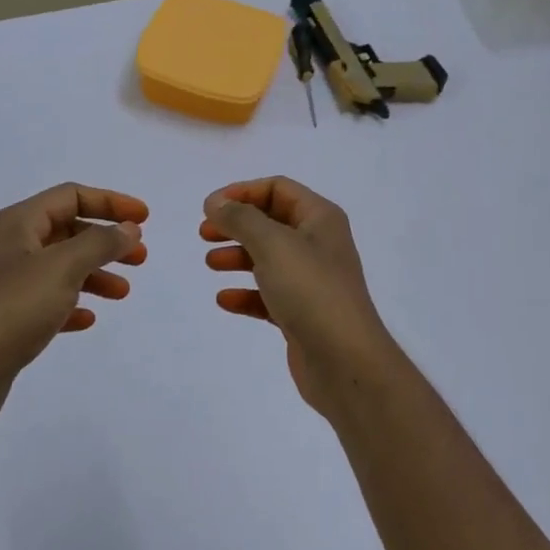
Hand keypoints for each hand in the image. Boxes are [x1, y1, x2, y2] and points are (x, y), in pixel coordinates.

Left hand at [0, 183, 146, 437]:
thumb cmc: (13, 308)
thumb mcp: (63, 266)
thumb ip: (100, 243)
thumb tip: (129, 229)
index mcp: (19, 224)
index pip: (71, 197)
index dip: (110, 202)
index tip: (145, 219)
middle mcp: (12, 248)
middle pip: (68, 231)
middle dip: (106, 241)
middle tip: (140, 259)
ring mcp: (8, 284)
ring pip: (62, 268)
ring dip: (95, 274)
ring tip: (123, 293)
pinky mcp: (9, 319)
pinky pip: (49, 302)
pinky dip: (73, 303)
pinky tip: (88, 318)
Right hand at [201, 177, 399, 414]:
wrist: (345, 360)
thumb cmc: (310, 290)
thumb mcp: (272, 244)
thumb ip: (241, 219)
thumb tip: (216, 202)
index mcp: (320, 219)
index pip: (278, 189)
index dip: (242, 192)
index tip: (209, 207)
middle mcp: (319, 245)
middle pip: (271, 222)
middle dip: (237, 225)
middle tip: (204, 233)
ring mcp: (312, 282)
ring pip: (269, 259)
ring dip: (238, 257)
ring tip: (210, 264)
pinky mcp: (303, 314)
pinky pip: (269, 295)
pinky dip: (247, 294)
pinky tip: (224, 300)